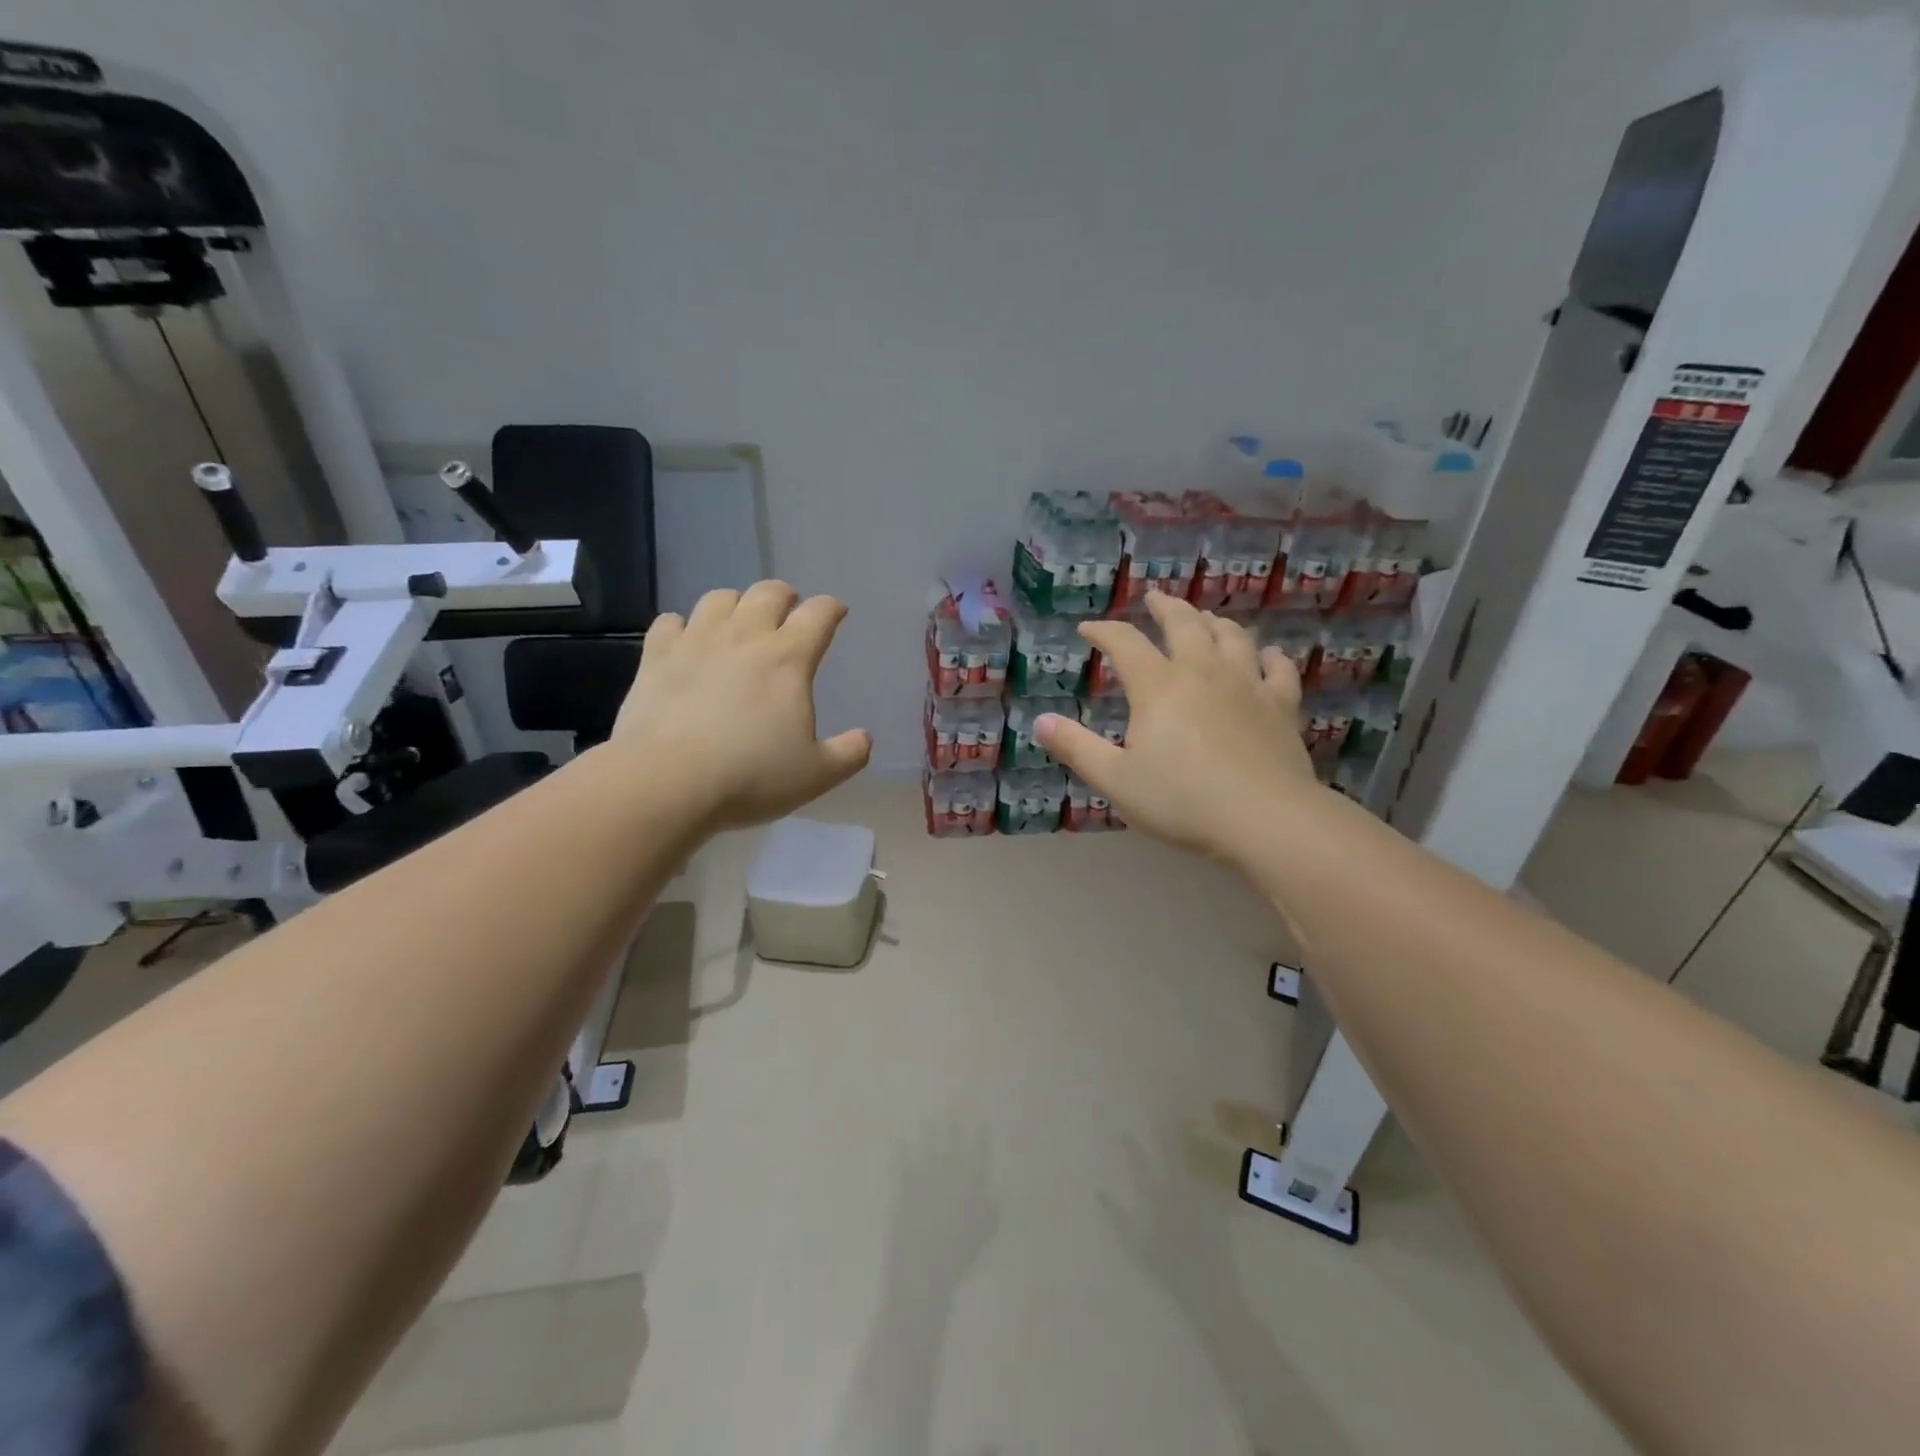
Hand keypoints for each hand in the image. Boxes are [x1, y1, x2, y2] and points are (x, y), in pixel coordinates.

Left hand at [613, 581, 871, 828]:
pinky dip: (683, 626)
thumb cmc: (751, 776)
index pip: (819, 614)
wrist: (668, 781)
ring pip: (719, 598)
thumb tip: (864, 738)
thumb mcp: (816, 775)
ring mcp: (696, 642)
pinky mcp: (656, 657)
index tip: (837, 612)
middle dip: (785, 595)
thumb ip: (849, 754)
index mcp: (789, 658)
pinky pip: (670, 622)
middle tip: (789, 611)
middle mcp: (745, 636)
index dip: (832, 608)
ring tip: (739, 622)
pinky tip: (686, 643)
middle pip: (768, 592)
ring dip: (735, 604)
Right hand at [1035, 594, 1318, 864]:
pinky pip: (1278, 668)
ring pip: (1232, 636)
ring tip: (1205, 618)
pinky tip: (1266, 655)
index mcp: (1158, 686)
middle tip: (1155, 598)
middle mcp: (1202, 671)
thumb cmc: (1182, 801)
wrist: (1265, 819)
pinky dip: (1270, 655)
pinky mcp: (1282, 705)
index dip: (1103, 631)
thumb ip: (1076, 748)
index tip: (1088, 628)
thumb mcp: (1115, 779)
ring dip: (1214, 622)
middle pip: (1183, 623)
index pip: (1124, 643)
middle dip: (1165, 607)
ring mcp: (1247, 684)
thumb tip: (1039, 722)